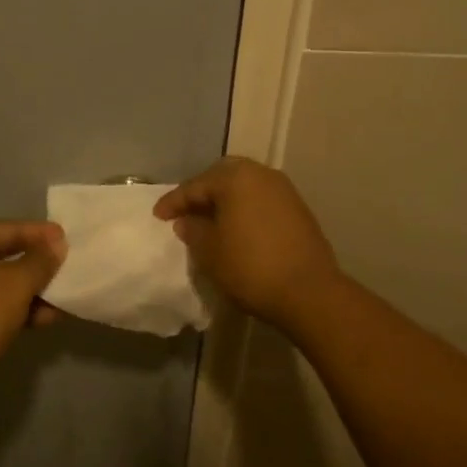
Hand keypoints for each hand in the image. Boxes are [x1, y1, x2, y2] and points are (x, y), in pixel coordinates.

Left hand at [0, 221, 65, 391]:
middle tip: (71, 268)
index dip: (42, 234)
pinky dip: (19, 308)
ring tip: (65, 299)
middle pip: (8, 254)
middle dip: (40, 265)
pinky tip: (45, 319)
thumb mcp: (17, 283)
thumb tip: (58, 243)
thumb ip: (41, 261)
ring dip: (33, 291)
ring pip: (3, 283)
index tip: (70, 239)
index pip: (11, 228)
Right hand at [155, 157, 342, 324]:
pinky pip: (261, 200)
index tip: (157, 216)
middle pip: (222, 177)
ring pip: (244, 187)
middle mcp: (261, 174)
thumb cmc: (250, 267)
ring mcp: (284, 190)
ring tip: (210, 222)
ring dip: (225, 200)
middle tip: (185, 212)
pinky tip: (237, 229)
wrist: (309, 292)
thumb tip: (187, 221)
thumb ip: (193, 230)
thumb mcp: (210, 251)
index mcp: (235, 178)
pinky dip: (245, 209)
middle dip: (202, 193)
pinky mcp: (298, 209)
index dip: (173, 202)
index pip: (195, 186)